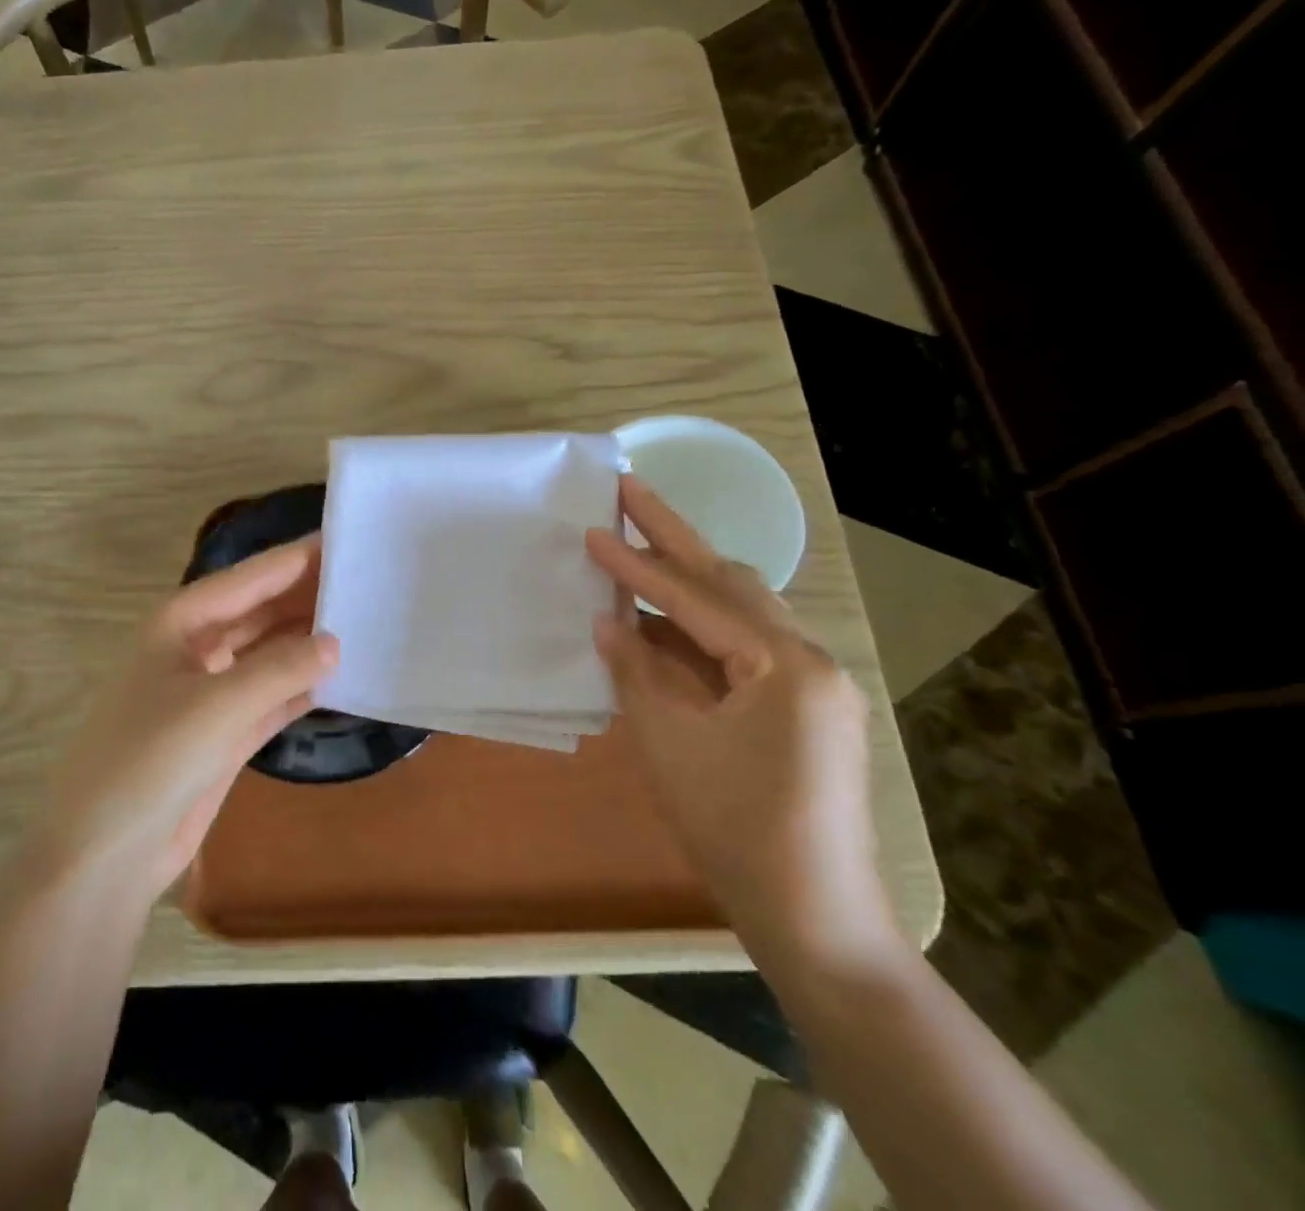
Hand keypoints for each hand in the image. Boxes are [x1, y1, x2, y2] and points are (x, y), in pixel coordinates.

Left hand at [39, 539, 338, 900]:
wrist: (105, 855)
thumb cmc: (148, 761)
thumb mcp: (217, 706)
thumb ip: (280, 669)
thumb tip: (335, 642)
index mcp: (182, 622)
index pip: (252, 577)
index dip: (299, 557)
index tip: (349, 539)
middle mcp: (198, 647)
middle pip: (263, 610)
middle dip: (310, 596)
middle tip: (370, 582)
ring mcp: (212, 691)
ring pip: (271, 652)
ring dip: (311, 641)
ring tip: (368, 622)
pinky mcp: (226, 733)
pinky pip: (274, 695)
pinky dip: (304, 686)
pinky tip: (343, 676)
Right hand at [586, 476, 899, 971]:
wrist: (815, 919)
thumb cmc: (734, 828)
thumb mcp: (669, 741)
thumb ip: (635, 670)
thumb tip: (607, 620)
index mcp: (784, 663)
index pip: (696, 596)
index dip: (638, 563)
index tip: (593, 526)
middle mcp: (811, 658)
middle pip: (731, 581)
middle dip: (674, 536)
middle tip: (630, 491)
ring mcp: (816, 683)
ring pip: (742, 610)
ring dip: (688, 580)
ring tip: (639, 546)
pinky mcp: (808, 708)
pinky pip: (747, 647)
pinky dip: (702, 628)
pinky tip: (664, 622)